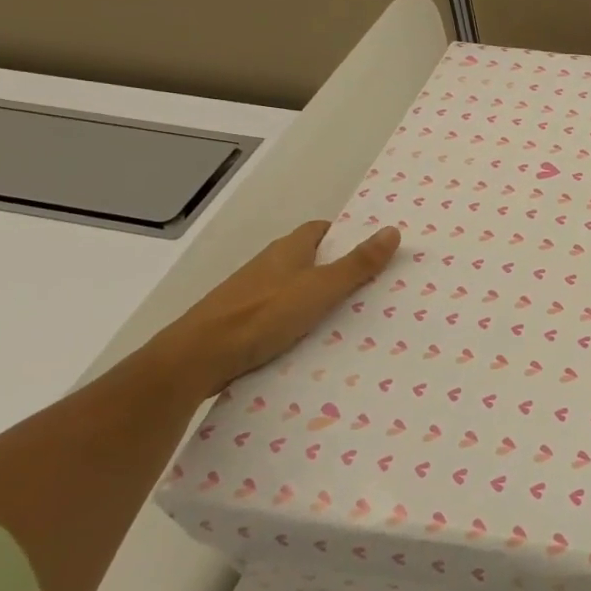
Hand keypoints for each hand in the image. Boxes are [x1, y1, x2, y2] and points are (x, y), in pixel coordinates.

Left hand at [140, 221, 401, 403]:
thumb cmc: (262, 315)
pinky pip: (281, 316)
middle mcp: (269, 266)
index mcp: (288, 250)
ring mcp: (252, 296)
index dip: (346, 236)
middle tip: (375, 285)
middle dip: (339, 269)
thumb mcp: (320, 288)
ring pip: (295, 290)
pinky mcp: (243, 324)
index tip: (373, 250)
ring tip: (354, 317)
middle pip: (310, 260)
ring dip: (319, 299)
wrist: (197, 359)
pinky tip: (316, 342)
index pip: (321, 230)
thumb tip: (393, 230)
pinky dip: (300, 323)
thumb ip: (357, 264)